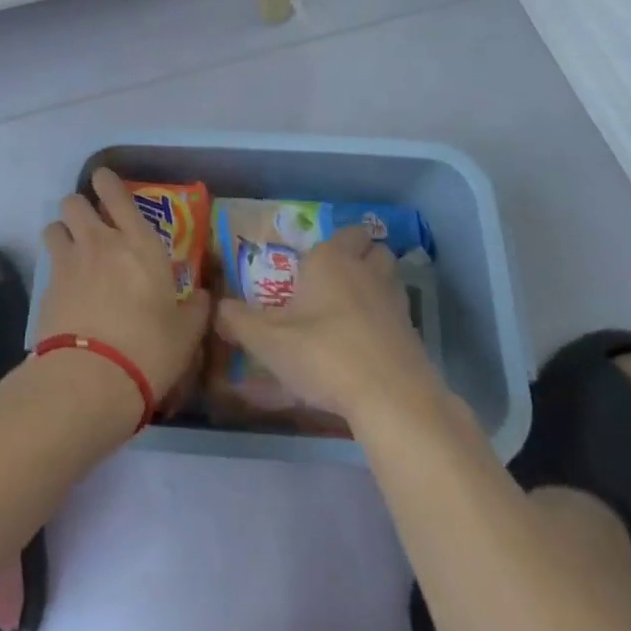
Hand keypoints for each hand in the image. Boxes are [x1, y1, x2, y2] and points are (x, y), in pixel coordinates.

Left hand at [36, 168, 211, 406]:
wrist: (90, 380)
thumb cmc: (149, 349)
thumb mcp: (186, 333)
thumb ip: (196, 309)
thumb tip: (204, 297)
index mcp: (139, 243)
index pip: (116, 193)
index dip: (106, 181)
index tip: (104, 180)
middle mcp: (101, 242)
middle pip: (74, 202)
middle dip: (80, 207)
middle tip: (91, 226)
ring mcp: (69, 263)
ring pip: (54, 226)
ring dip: (62, 233)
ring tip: (72, 252)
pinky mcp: (46, 289)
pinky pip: (48, 265)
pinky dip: (55, 271)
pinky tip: (66, 292)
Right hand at [215, 226, 439, 421]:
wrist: (390, 396)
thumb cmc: (323, 354)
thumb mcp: (268, 341)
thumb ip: (238, 322)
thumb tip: (216, 308)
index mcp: (331, 260)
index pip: (341, 233)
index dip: (329, 245)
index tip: (310, 266)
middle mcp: (365, 270)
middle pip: (372, 247)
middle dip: (359, 255)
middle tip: (335, 280)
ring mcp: (394, 299)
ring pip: (389, 275)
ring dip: (376, 282)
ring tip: (354, 308)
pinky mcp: (413, 331)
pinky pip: (399, 311)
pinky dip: (387, 318)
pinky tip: (369, 342)